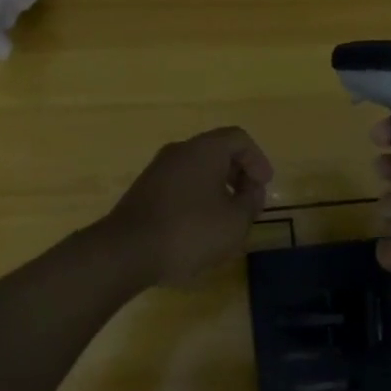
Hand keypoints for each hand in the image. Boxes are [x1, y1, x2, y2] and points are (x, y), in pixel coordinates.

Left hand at [104, 127, 273, 285]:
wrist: (126, 251)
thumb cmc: (189, 231)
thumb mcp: (234, 222)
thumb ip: (250, 202)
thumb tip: (251, 191)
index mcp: (204, 149)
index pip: (238, 138)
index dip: (257, 160)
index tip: (264, 186)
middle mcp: (180, 150)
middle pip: (217, 152)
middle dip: (238, 175)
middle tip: (249, 203)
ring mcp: (158, 170)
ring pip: (197, 169)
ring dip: (217, 188)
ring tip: (226, 220)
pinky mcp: (144, 191)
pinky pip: (180, 185)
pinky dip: (197, 198)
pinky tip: (199, 228)